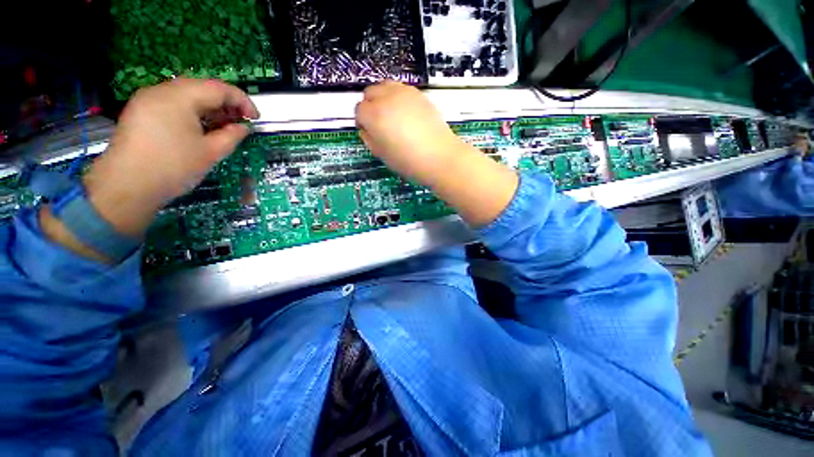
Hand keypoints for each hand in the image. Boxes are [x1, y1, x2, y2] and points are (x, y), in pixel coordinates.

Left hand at [83, 78, 258, 236]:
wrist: (127, 187)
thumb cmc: (173, 167)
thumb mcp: (211, 152)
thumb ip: (232, 136)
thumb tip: (243, 127)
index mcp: (179, 97)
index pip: (219, 88)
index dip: (242, 101)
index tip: (255, 118)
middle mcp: (161, 91)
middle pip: (202, 88)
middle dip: (226, 104)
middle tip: (241, 123)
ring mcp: (147, 100)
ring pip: (187, 95)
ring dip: (210, 108)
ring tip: (223, 127)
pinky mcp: (140, 112)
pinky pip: (173, 104)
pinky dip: (192, 113)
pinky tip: (201, 129)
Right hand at [355, 81, 517, 226]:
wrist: (440, 157)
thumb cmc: (408, 161)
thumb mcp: (381, 154)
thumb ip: (368, 138)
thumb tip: (365, 129)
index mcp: (375, 115)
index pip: (359, 110)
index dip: (363, 122)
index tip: (370, 132)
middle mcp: (387, 98)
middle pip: (370, 93)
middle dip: (370, 106)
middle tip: (380, 124)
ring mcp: (405, 93)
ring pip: (385, 86)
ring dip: (383, 98)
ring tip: (392, 117)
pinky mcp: (419, 94)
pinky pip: (401, 89)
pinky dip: (398, 98)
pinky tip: (407, 115)